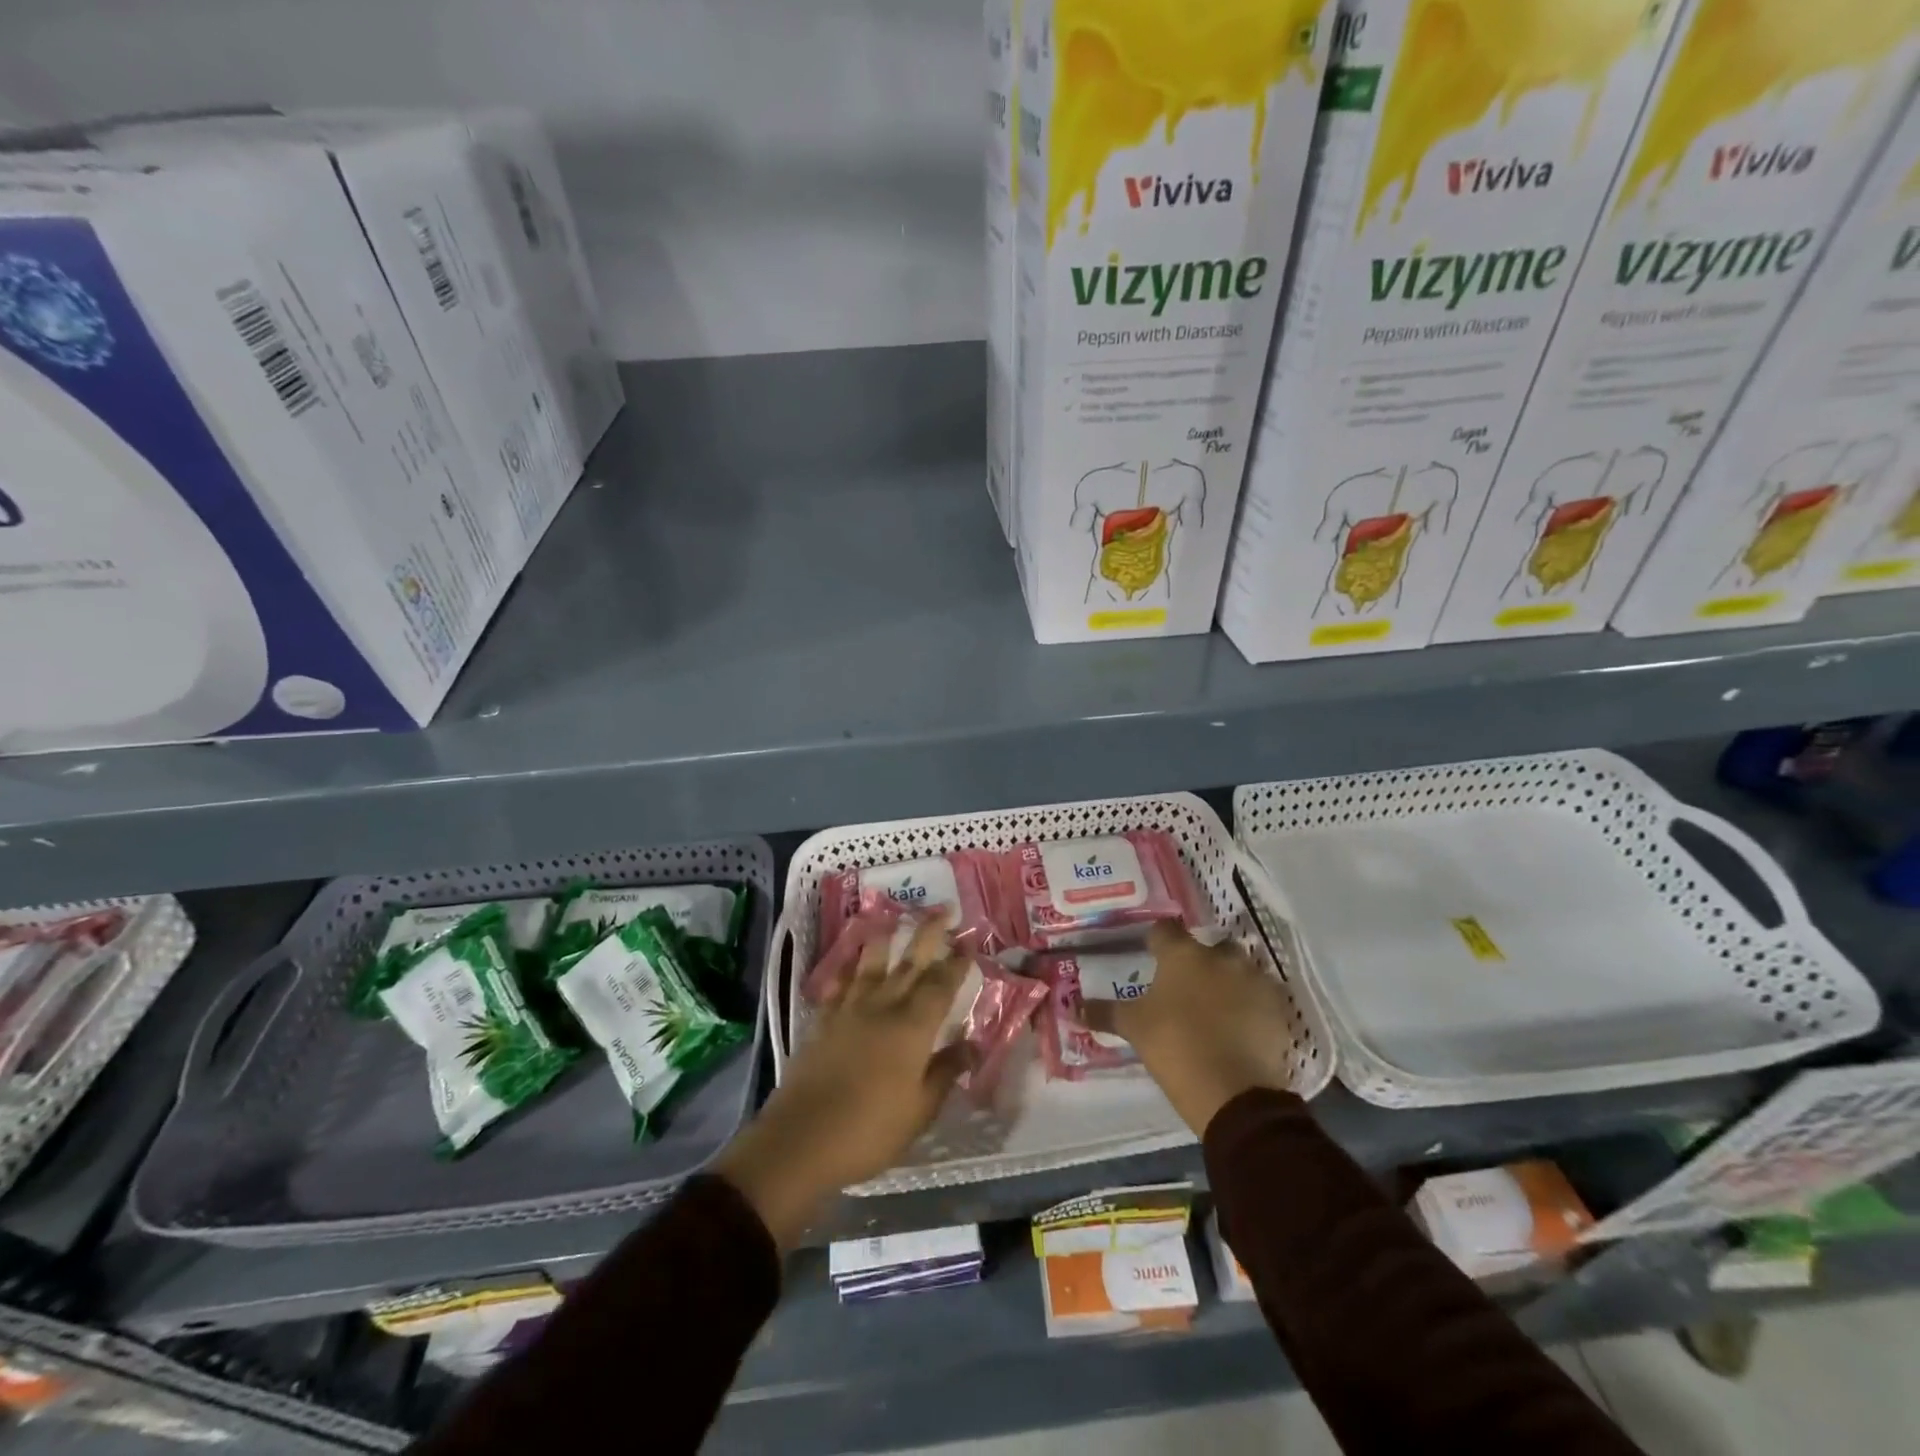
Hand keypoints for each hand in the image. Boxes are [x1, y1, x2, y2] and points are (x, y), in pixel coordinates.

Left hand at [713, 914, 970, 1247]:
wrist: (802, 1138)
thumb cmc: (870, 1130)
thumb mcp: (920, 1110)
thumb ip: (946, 1072)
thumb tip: (972, 1044)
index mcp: (913, 1027)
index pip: (941, 985)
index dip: (957, 962)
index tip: (969, 940)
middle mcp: (883, 1007)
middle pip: (910, 961)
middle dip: (929, 932)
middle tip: (943, 908)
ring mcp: (849, 1010)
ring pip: (871, 962)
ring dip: (884, 936)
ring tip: (891, 916)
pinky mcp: (823, 1020)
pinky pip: (839, 983)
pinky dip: (848, 968)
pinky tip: (851, 961)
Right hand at [1084, 920, 1296, 1136]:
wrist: (1235, 1093)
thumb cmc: (1174, 1047)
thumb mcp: (1134, 1029)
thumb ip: (1103, 1012)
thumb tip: (1071, 1006)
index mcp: (1182, 955)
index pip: (1165, 930)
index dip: (1157, 941)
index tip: (1152, 956)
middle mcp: (1220, 956)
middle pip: (1208, 948)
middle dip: (1199, 961)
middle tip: (1186, 987)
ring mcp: (1254, 979)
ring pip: (1239, 969)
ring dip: (1228, 981)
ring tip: (1216, 1008)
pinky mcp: (1278, 1007)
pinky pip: (1262, 996)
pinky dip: (1251, 1005)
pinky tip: (1241, 1026)